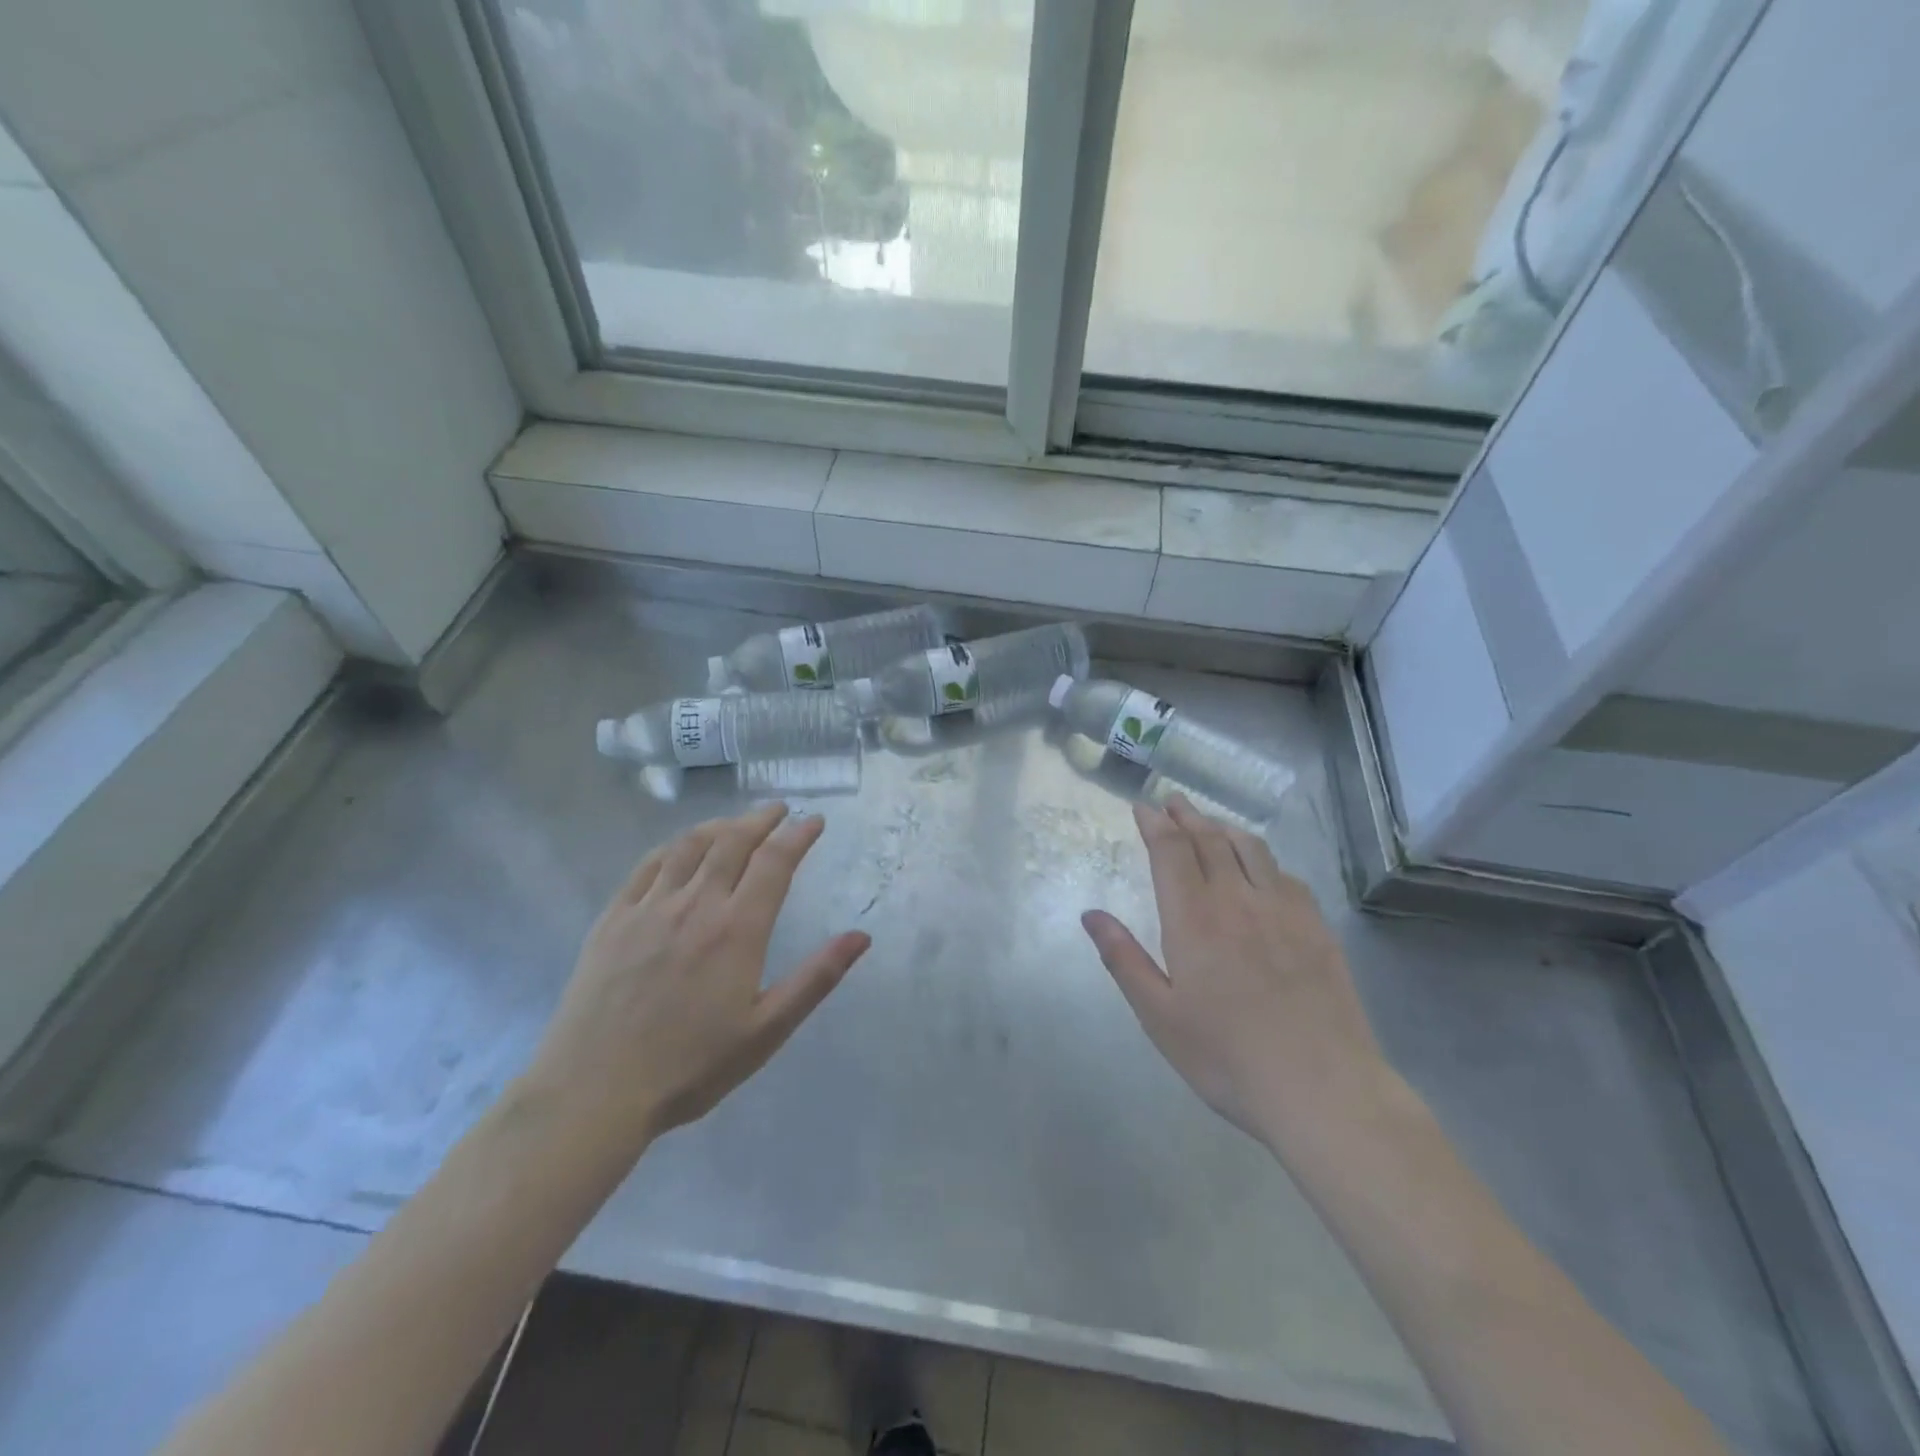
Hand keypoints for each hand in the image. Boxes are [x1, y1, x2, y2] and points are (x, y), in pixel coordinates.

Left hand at [526, 804, 869, 1160]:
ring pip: (690, 846)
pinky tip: (681, 848)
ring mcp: (649, 907)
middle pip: (733, 842)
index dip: (798, 835)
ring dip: (720, 825)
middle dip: (761, 819)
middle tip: (780, 810)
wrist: (593, 1092)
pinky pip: (648, 866)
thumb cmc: (690, 1066)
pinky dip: (673, 846)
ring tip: (737, 823)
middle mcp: (696, 904)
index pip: (775, 862)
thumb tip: (861, 936)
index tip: (814, 820)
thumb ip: (816, 978)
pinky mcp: (613, 919)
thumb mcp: (766, 1031)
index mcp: (737, 929)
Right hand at [1081, 795, 1390, 1152]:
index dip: (1155, 824)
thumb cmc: (1227, 1057)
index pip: (1170, 851)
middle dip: (1186, 816)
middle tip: (1172, 800)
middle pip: (1210, 839)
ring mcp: (1284, 911)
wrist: (1322, 1089)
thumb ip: (1124, 959)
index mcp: (1193, 919)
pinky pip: (1286, 875)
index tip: (1143, 807)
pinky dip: (1263, 859)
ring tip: (1210, 822)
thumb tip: (1091, 915)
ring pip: (1251, 849)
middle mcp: (1237, 900)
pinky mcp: (1318, 928)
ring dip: (1224, 827)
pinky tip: (1262, 869)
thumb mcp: (1159, 1016)